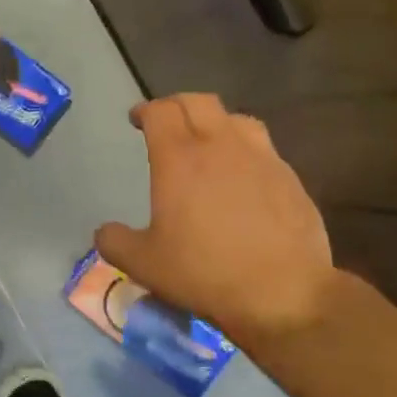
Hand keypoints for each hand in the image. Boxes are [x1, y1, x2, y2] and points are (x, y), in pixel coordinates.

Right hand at [95, 94, 336, 344]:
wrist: (284, 294)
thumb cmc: (204, 272)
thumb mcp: (142, 264)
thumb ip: (115, 242)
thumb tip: (106, 231)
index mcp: (179, 158)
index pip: (160, 111)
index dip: (145, 110)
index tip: (136, 120)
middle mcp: (221, 146)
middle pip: (198, 102)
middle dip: (177, 105)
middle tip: (166, 124)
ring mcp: (261, 159)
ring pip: (236, 118)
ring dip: (215, 122)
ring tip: (207, 143)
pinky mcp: (290, 179)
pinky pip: (263, 148)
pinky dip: (244, 150)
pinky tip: (241, 177)